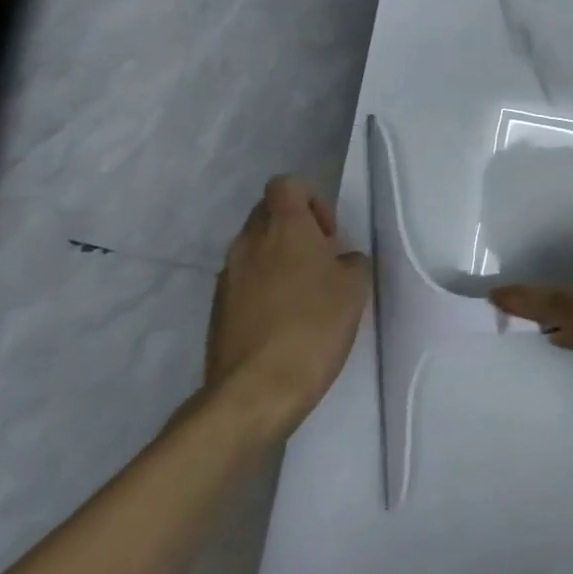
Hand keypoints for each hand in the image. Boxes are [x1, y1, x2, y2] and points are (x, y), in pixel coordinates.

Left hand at [202, 176, 370, 440]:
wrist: (257, 389)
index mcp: (284, 228)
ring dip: (278, 259)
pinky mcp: (217, 307)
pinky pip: (243, 280)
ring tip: (304, 295)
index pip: (287, 184)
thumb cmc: (314, 327)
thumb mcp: (355, 289)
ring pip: (254, 248)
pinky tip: (283, 321)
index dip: (311, 200)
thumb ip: (351, 262)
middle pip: (268, 213)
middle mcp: (249, 242)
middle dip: (295, 229)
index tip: (328, 234)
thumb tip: (340, 261)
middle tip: (320, 262)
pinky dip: (263, 288)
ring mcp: (228, 275)